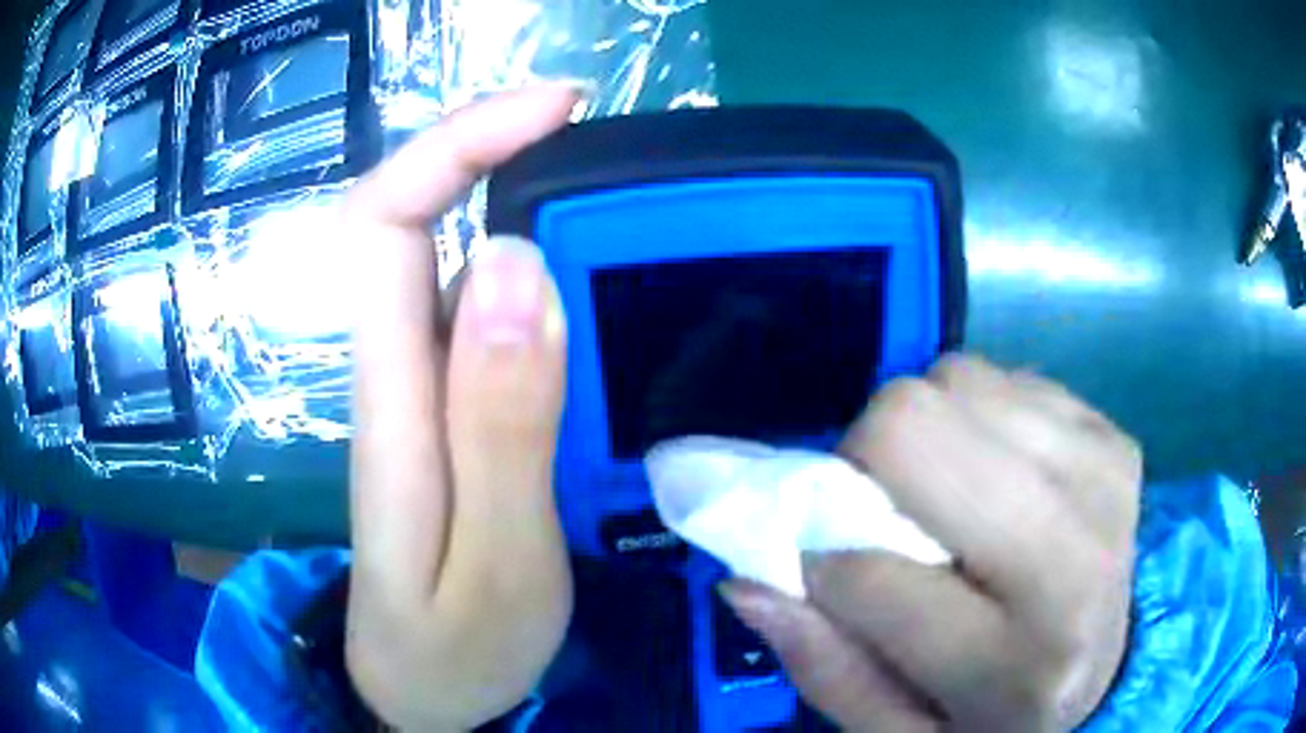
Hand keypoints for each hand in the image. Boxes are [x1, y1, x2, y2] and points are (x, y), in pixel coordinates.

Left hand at [343, 86, 578, 729]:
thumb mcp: (495, 558)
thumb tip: (518, 263)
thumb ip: (500, 424)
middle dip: (494, 148)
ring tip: (614, 189)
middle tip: (597, 134)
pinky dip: (537, 261)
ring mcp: (421, 384)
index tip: (553, 107)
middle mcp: (396, 366)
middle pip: (416, 216)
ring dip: (522, 195)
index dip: (454, 144)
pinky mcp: (450, 408)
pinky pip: (485, 306)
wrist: (419, 690)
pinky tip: (594, 271)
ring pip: (455, 252)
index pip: (385, 223)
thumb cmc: (453, 646)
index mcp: (392, 397)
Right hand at [721, 355, 1140, 730]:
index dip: (821, 562)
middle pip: (912, 426)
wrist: (1115, 663)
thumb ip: (823, 666)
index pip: (869, 575)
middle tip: (878, 505)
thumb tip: (746, 577)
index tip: (825, 568)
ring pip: (954, 381)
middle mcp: (1075, 561)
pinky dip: (975, 416)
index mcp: (1016, 667)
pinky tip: (996, 474)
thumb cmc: (998, 714)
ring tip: (947, 494)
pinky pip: (1002, 377)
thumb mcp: (900, 732)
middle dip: (865, 458)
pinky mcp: (1113, 432)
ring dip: (926, 432)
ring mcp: (1103, 478)